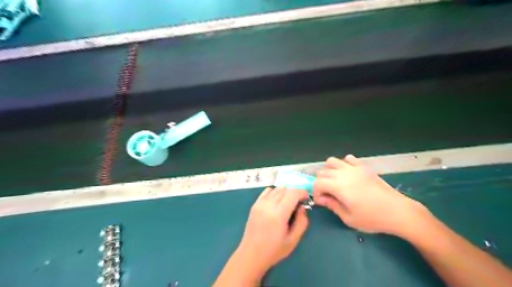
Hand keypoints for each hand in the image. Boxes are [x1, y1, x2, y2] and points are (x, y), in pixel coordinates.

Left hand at [238, 188, 309, 272]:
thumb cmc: (274, 250)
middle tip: (299, 203)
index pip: (293, 194)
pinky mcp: (255, 204)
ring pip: (276, 189)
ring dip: (285, 192)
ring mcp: (260, 203)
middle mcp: (269, 204)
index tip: (306, 198)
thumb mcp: (293, 240)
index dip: (302, 192)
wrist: (251, 254)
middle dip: (295, 193)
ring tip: (288, 202)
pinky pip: (267, 191)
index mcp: (279, 213)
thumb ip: (302, 222)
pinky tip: (277, 201)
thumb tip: (302, 207)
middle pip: (285, 190)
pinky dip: (274, 192)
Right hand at [312, 156, 427, 235]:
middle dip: (321, 183)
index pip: (317, 183)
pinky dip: (344, 164)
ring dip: (329, 171)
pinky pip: (348, 158)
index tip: (322, 201)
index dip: (316, 192)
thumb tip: (321, 199)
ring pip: (332, 161)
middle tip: (328, 194)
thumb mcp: (348, 218)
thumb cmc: (372, 218)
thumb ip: (332, 205)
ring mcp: (354, 168)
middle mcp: (344, 173)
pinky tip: (348, 175)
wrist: (398, 211)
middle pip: (323, 171)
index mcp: (338, 186)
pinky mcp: (364, 167)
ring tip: (335, 182)